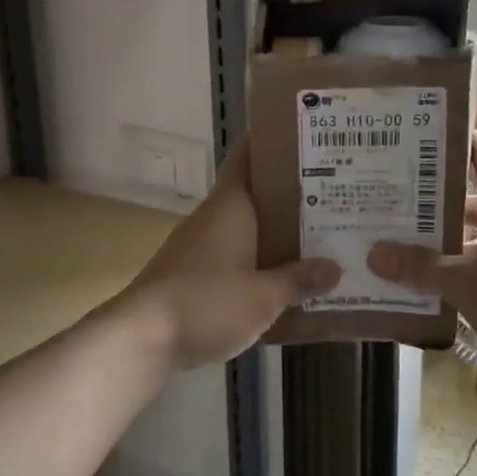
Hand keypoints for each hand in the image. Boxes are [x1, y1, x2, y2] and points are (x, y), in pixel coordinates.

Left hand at [115, 147, 339, 368]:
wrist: (141, 337)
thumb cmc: (206, 301)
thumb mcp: (263, 296)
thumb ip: (298, 279)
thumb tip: (335, 267)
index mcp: (230, 205)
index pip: (248, 157)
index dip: (273, 143)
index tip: (305, 139)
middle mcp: (213, 216)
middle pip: (253, 193)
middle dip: (288, 194)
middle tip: (333, 193)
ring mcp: (198, 245)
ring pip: (244, 227)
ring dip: (274, 230)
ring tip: (316, 236)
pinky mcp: (190, 273)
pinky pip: (232, 255)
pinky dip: (256, 259)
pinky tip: (281, 278)